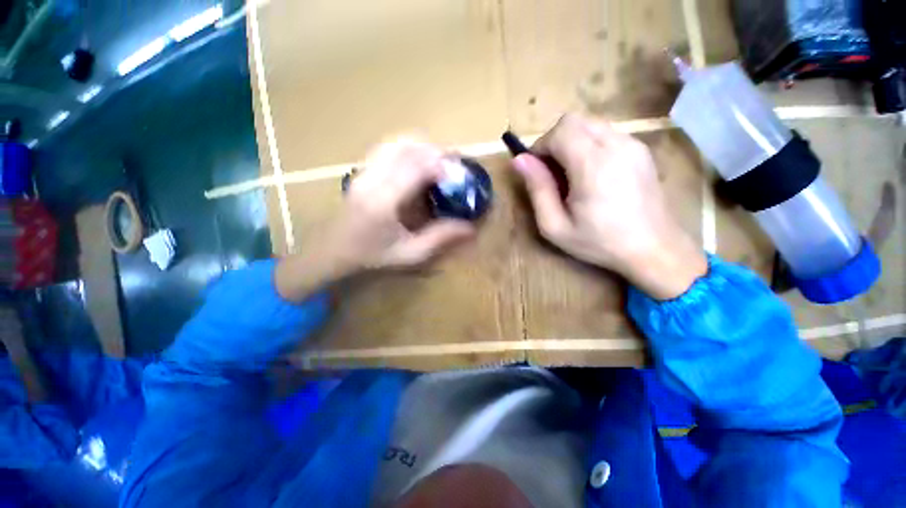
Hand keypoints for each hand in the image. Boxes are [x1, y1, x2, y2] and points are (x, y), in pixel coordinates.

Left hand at [276, 138, 475, 301]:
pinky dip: (406, 148)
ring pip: (394, 143)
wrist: (332, 252)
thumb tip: (470, 227)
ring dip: (420, 146)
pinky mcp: (361, 170)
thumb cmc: (371, 256)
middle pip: (405, 147)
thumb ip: (440, 238)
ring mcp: (363, 171)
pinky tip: (417, 162)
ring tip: (437, 161)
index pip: (414, 167)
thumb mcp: (410, 254)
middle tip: (451, 164)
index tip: (458, 171)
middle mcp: (371, 179)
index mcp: (383, 201)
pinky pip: (386, 148)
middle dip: (434, 150)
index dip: (439, 163)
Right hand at [511, 113, 706, 299]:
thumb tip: (519, 160)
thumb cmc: (599, 242)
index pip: (559, 131)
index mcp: (592, 165)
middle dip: (554, 141)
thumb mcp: (555, 225)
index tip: (536, 171)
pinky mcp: (641, 149)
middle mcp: (616, 145)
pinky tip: (592, 174)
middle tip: (551, 172)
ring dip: (571, 142)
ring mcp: (633, 144)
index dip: (540, 147)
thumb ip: (537, 189)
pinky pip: (606, 133)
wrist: (654, 249)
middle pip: (573, 121)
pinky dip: (589, 145)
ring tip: (571, 174)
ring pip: (590, 124)